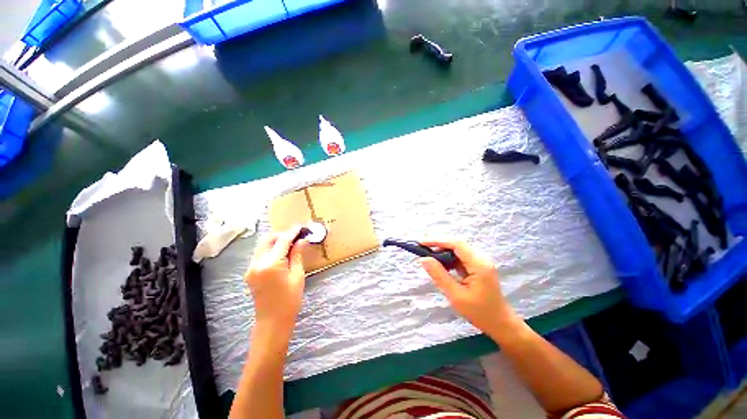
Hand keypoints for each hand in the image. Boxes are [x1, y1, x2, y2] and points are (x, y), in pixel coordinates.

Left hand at [244, 226, 307, 335]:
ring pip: (263, 245)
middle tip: (297, 235)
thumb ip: (297, 254)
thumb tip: (302, 239)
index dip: (293, 232)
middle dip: (283, 234)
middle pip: (268, 239)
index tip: (302, 226)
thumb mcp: (297, 275)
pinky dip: (271, 249)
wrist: (272, 321)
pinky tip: (282, 252)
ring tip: (291, 242)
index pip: (282, 240)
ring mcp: (251, 268)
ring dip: (276, 240)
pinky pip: (260, 253)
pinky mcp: (250, 272)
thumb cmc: (290, 300)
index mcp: (270, 264)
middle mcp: (257, 263)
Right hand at [420, 241, 514, 336]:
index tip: (421, 242)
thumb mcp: (456, 296)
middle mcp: (481, 259)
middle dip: (438, 245)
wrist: (501, 324)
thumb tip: (424, 259)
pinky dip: (448, 259)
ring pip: (458, 250)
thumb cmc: (480, 313)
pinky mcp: (478, 267)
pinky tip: (440, 265)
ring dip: (443, 252)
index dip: (438, 241)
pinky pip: (460, 257)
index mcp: (479, 264)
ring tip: (428, 257)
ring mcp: (480, 262)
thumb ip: (439, 275)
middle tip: (422, 249)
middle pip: (457, 245)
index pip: (456, 244)